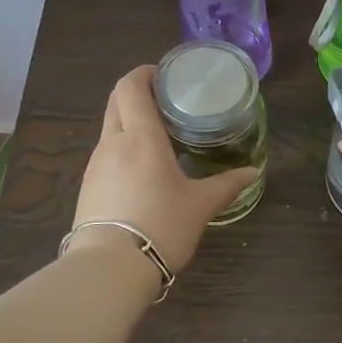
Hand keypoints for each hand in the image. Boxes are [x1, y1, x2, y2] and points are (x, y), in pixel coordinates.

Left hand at [71, 65, 259, 273]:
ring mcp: (96, 164)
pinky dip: (123, 146)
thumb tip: (253, 172)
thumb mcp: (200, 206)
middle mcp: (113, 142)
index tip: (165, 75)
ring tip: (159, 134)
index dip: (144, 73)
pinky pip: (106, 152)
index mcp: (141, 137)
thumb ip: (226, 185)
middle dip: (137, 92)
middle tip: (165, 100)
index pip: (131, 86)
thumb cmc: (160, 226)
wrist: (108, 269)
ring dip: (130, 120)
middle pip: (116, 101)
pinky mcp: (88, 185)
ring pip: (110, 127)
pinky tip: (142, 167)